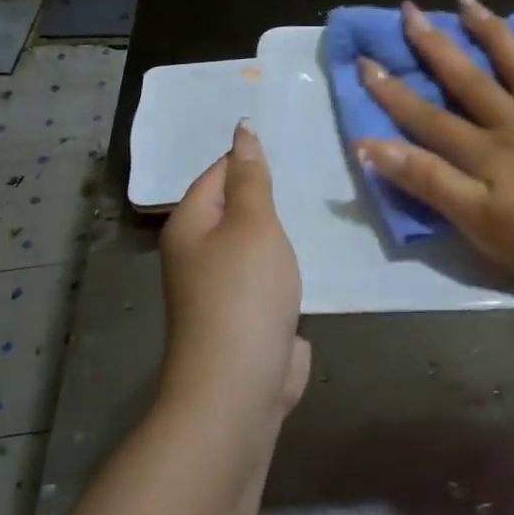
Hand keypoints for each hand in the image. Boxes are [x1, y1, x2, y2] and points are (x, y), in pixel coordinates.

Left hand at [160, 122, 310, 427]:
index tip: (293, 140)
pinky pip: (271, 274)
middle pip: (236, 207)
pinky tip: (320, 249)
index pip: (218, 172)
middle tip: (316, 165)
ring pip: (257, 242)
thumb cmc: (243, 292)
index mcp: (190, 224)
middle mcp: (199, 252)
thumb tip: (241, 130)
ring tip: (323, 200)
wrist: (241, 384)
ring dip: (284, 228)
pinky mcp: (249, 313)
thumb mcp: (252, 223)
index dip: (251, 156)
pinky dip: (291, 262)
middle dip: (272, 192)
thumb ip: (251, 177)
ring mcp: (224, 286)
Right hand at [354, 0, 513, 282]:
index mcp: (486, 152)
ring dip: (492, 32)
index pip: (428, 119)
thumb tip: (371, 146)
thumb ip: (428, 182)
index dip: (393, 94)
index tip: (365, 61)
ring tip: (467, 1)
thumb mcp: (478, 221)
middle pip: (468, 81)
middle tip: (409, 11)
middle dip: (434, 47)